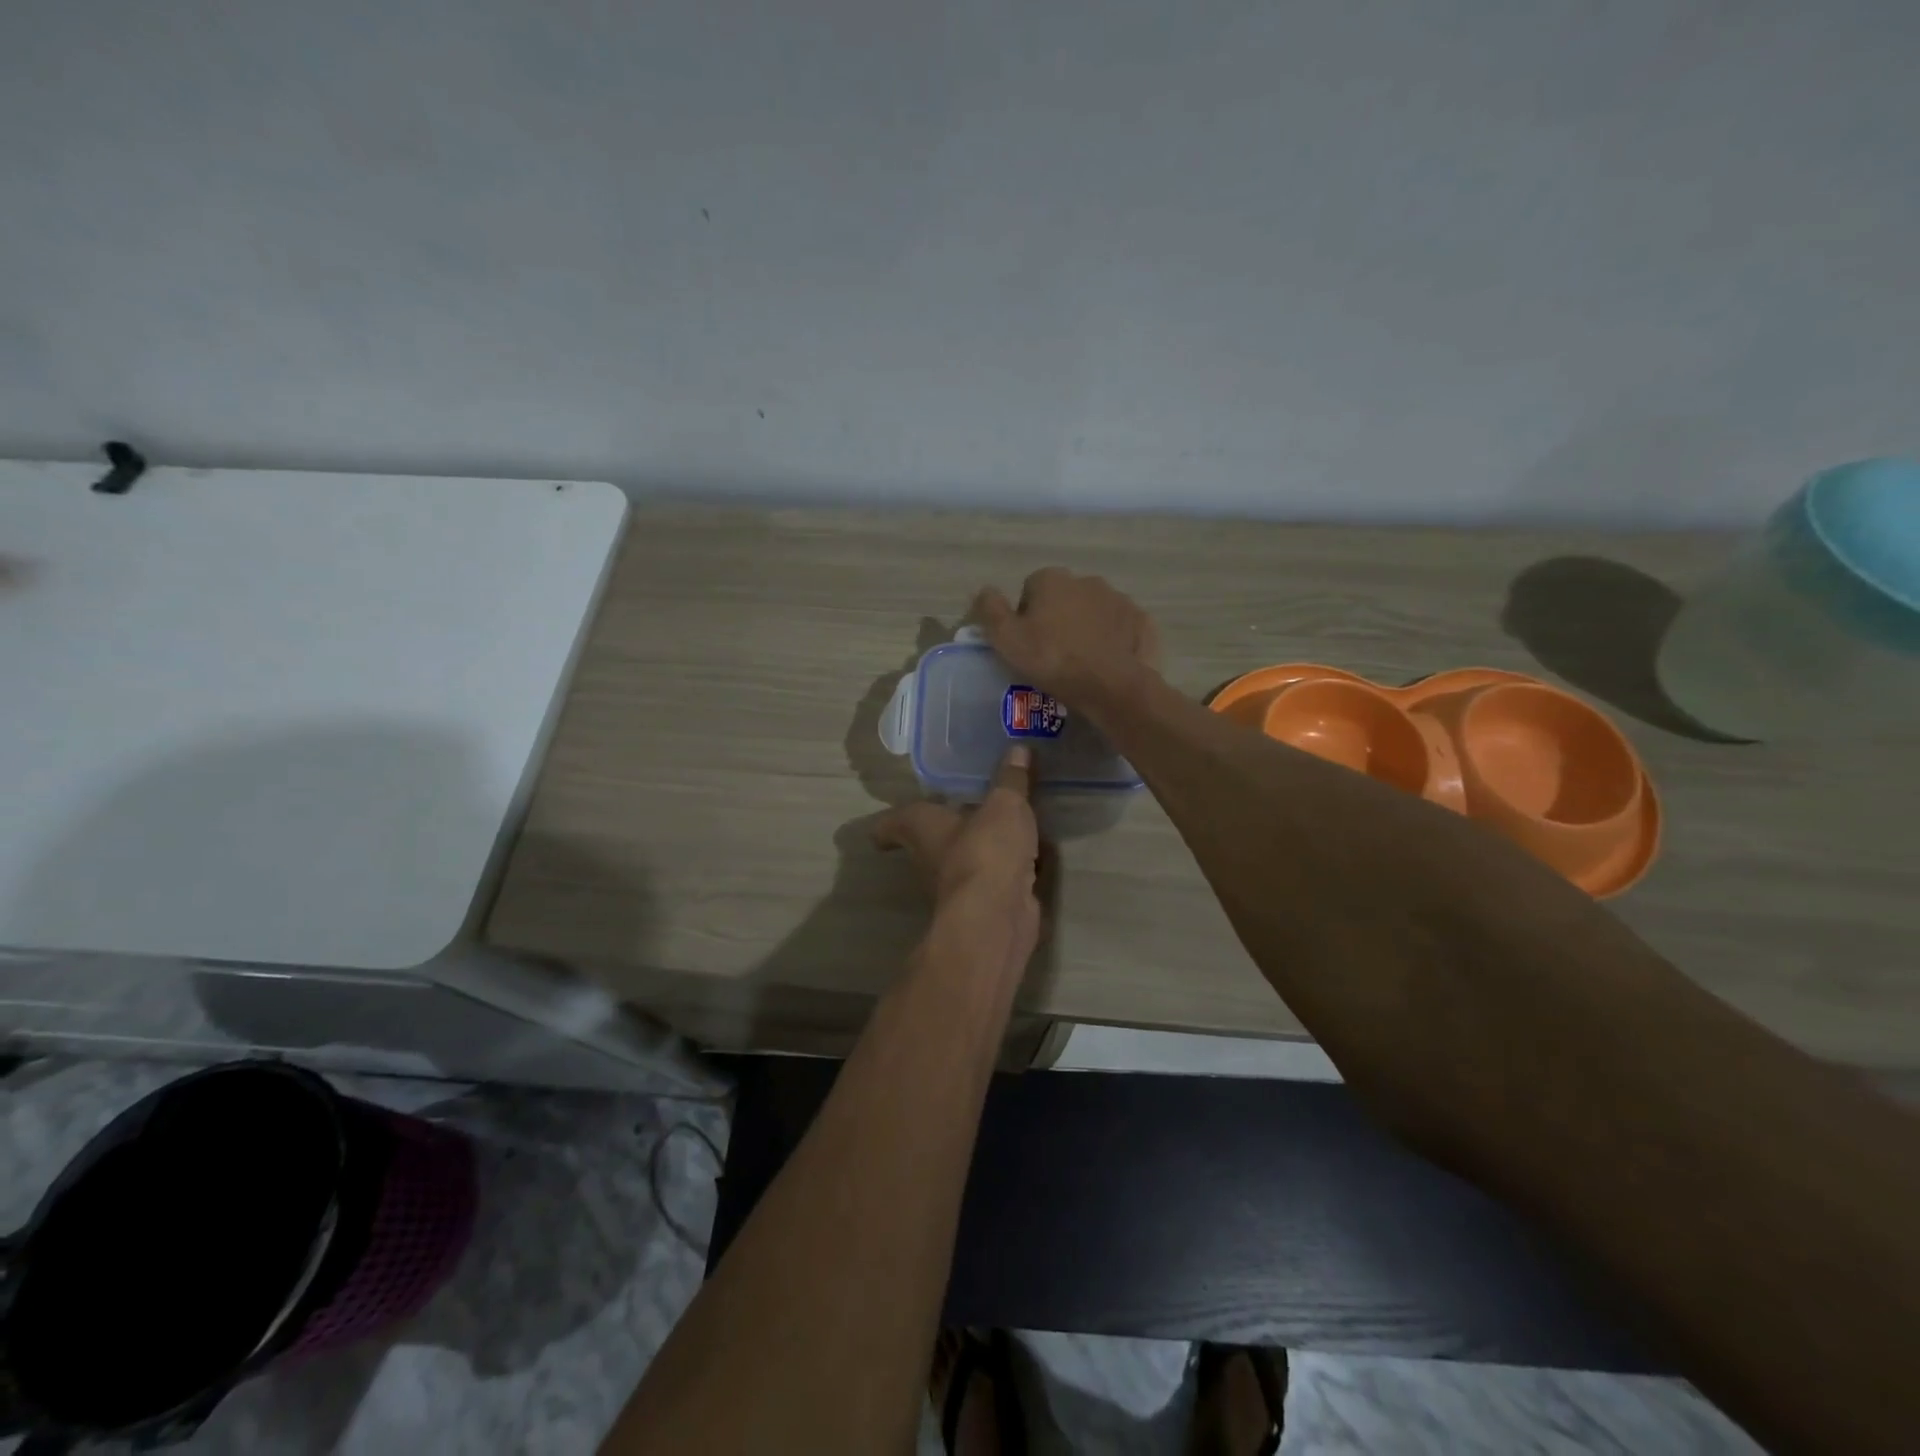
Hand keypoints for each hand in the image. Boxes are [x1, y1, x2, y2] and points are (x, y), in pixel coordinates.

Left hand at [873, 746, 1043, 979]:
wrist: (996, 915)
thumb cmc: (985, 849)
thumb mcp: (1005, 804)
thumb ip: (1012, 779)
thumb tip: (1019, 747)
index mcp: (922, 829)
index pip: (894, 825)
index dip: (888, 826)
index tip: (883, 830)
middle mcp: (931, 859)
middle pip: (928, 844)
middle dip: (944, 831)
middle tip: (962, 811)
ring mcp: (957, 886)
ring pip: (963, 862)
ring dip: (978, 850)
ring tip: (1001, 829)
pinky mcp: (984, 906)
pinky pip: (994, 879)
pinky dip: (1007, 869)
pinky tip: (1030, 858)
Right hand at [972, 568, 1160, 712]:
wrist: (1111, 686)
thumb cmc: (1053, 660)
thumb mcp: (1006, 639)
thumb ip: (990, 610)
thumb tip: (985, 590)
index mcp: (1053, 579)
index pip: (1030, 589)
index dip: (1025, 617)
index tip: (1028, 644)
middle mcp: (1088, 580)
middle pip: (1064, 598)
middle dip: (1058, 619)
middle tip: (1053, 655)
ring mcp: (1120, 599)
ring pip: (1094, 612)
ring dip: (1086, 628)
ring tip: (1081, 662)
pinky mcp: (1142, 622)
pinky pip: (1121, 628)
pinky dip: (1114, 641)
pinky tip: (1107, 664)